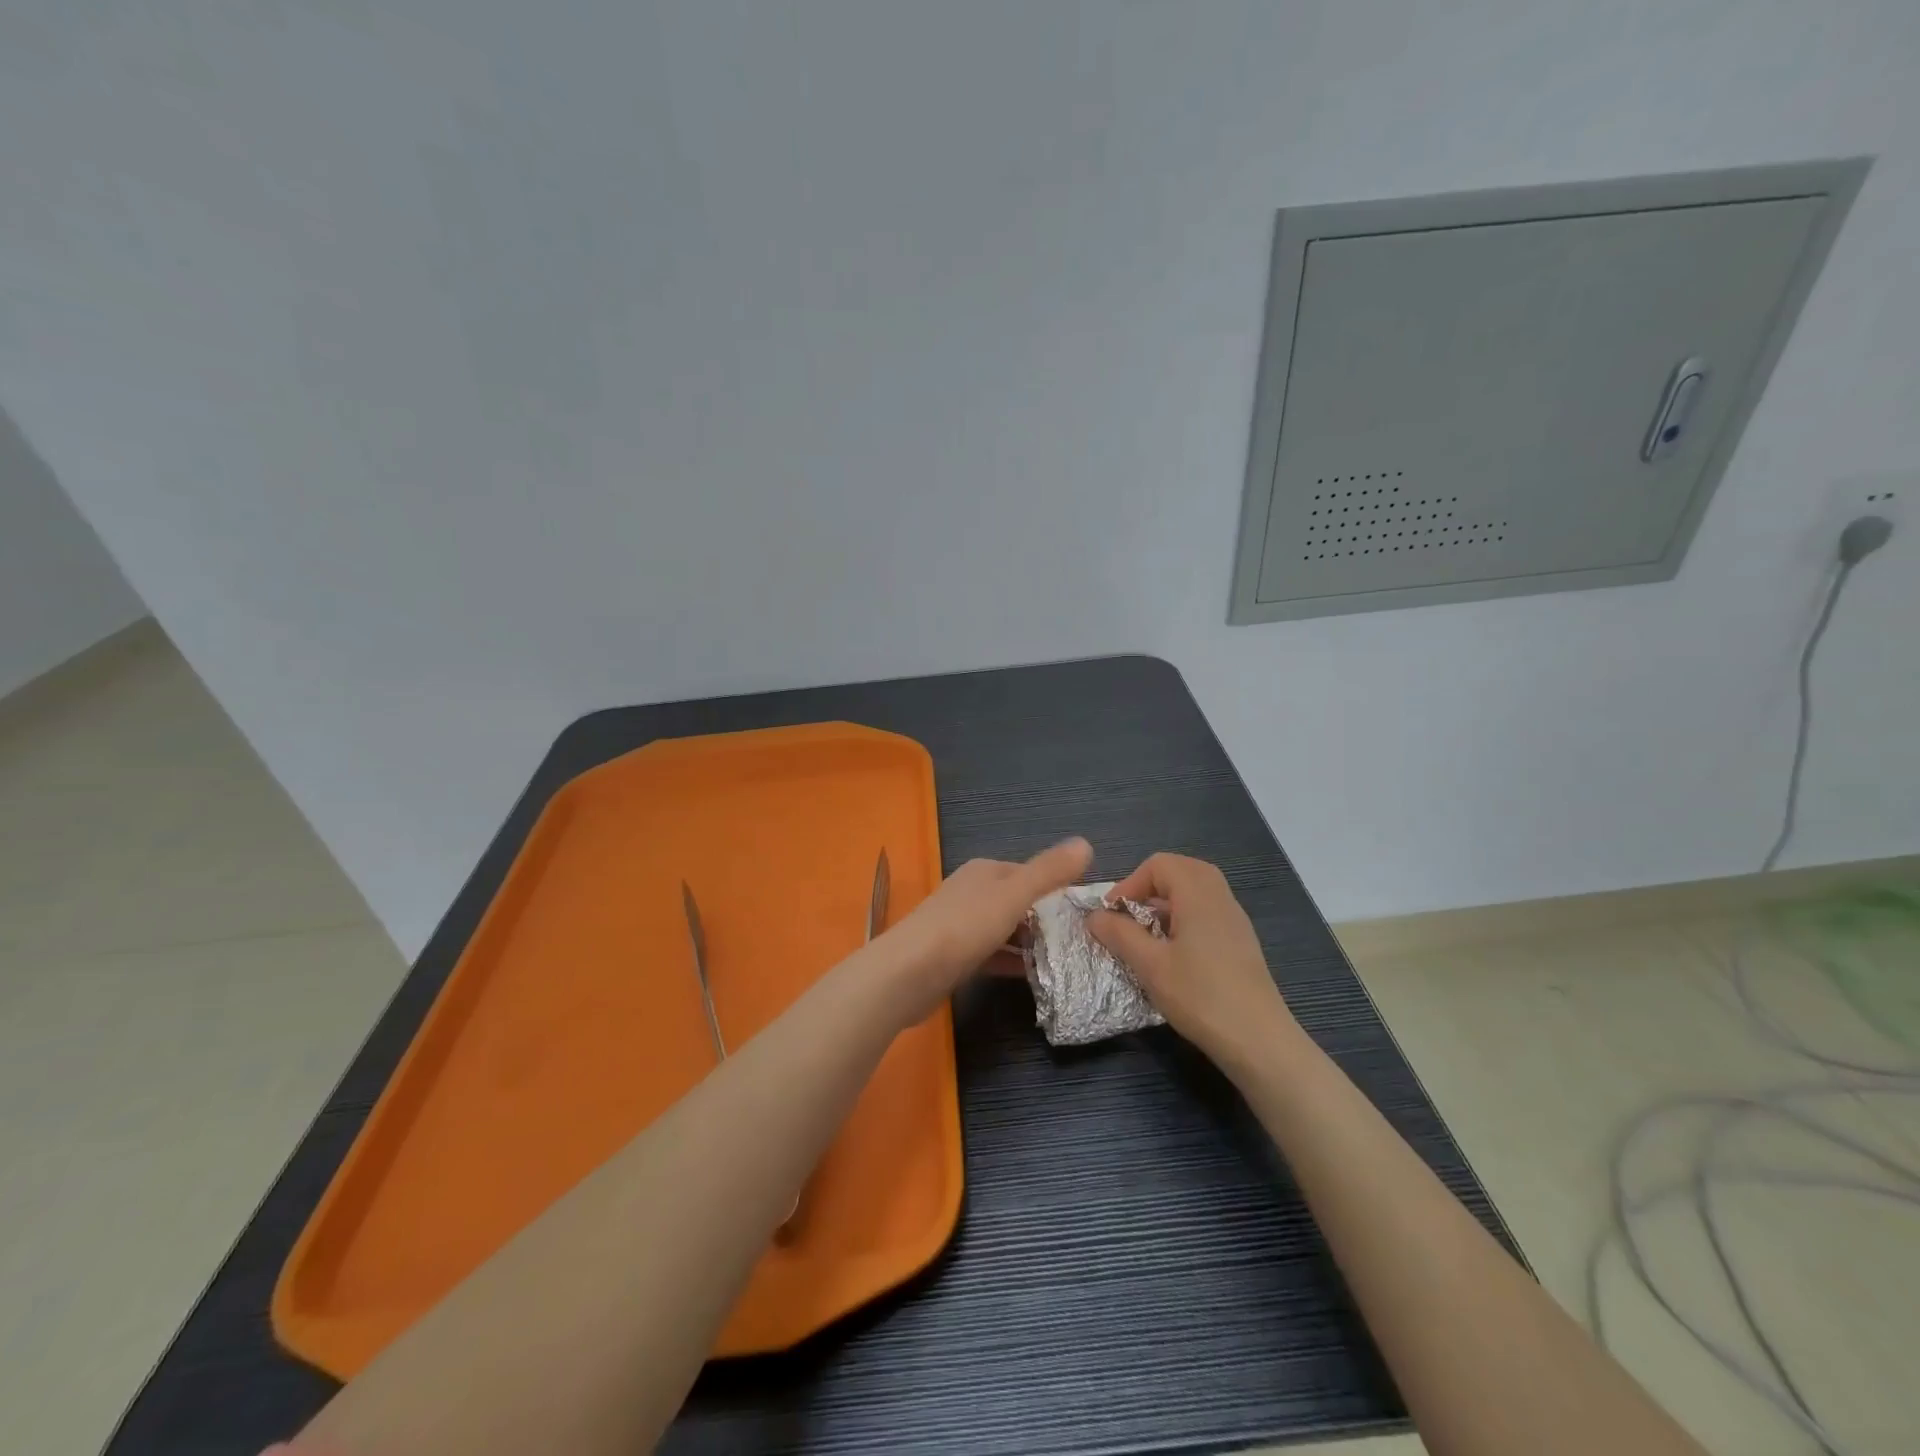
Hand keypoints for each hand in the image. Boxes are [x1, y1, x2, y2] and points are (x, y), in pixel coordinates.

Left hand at [875, 838, 1092, 1021]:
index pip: (1030, 874)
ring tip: (1065, 961)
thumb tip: (1086, 842)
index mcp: (985, 872)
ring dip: (1030, 943)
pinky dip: (1011, 962)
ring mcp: (960, 925)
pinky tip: (1033, 977)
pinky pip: (991, 955)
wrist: (907, 974)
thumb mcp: (1013, 895)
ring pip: (1005, 930)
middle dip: (1046, 919)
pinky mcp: (953, 957)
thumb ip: (1049, 872)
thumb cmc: (964, 928)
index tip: (1086, 914)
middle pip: (1018, 902)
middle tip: (1081, 942)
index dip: (1058, 889)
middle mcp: (971, 892)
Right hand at [1088, 853, 1296, 1076]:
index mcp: (1198, 894)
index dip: (1129, 883)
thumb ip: (1119, 934)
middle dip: (1149, 888)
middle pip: (1180, 870)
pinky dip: (1185, 917)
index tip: (1113, 915)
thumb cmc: (1200, 996)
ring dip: (1166, 903)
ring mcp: (1235, 919)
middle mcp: (1220, 897)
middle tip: (1130, 917)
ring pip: (1196, 890)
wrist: (1259, 1041)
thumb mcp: (1150, 965)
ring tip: (1148, 935)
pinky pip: (1208, 911)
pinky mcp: (1241, 942)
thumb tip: (1094, 916)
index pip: (1158, 864)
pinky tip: (1174, 953)